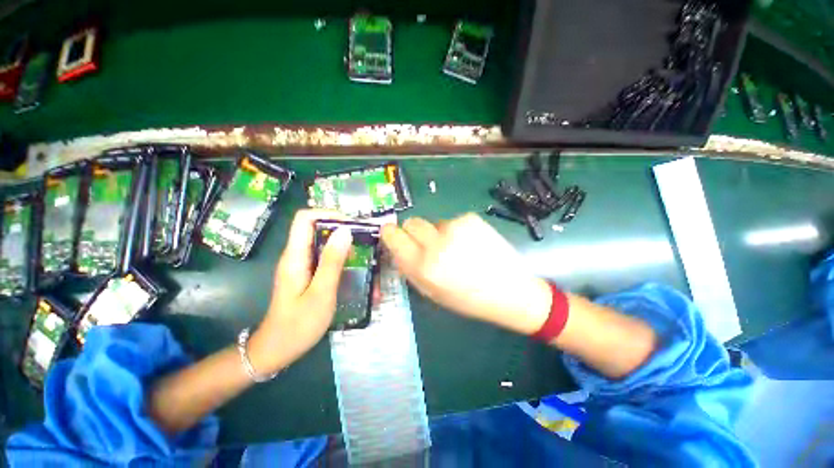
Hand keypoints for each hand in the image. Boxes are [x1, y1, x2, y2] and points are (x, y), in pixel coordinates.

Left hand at [248, 209, 352, 374]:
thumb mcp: (321, 293)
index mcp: (295, 256)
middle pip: (316, 228)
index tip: (352, 224)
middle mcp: (296, 255)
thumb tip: (345, 231)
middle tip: (364, 240)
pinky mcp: (307, 274)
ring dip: (344, 245)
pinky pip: (324, 258)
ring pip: (322, 243)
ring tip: (364, 254)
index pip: (305, 218)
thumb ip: (332, 261)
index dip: (328, 214)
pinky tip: (354, 269)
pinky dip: (341, 258)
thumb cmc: (298, 325)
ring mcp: (301, 265)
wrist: (278, 350)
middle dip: (342, 230)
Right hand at [381, 214, 552, 334]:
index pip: (393, 235)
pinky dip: (456, 231)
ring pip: (433, 222)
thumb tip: (397, 248)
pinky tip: (470, 244)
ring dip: (437, 234)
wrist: (510, 291)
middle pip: (411, 222)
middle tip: (427, 244)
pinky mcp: (471, 219)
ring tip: (456, 249)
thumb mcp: (431, 293)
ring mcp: (455, 227)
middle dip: (414, 232)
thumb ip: (409, 268)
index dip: (391, 233)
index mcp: (423, 266)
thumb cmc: (468, 299)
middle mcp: (436, 243)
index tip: (393, 235)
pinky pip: (452, 221)